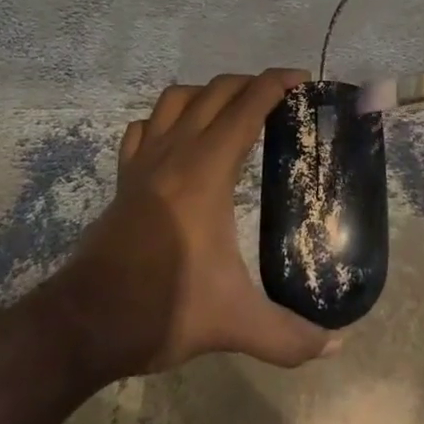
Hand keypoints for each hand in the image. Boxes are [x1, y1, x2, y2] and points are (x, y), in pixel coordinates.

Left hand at [45, 69, 339, 383]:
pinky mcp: (124, 178)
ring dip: (207, 92)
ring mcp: (144, 161)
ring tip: (231, 110)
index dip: (276, 84)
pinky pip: (145, 128)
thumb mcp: (234, 323)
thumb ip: (289, 336)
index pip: (247, 106)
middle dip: (250, 83)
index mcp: (207, 169)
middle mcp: (176, 152)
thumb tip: (337, 345)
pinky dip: (165, 119)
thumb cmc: (164, 308)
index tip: (302, 79)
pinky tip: (177, 139)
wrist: (86, 322)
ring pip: (176, 98)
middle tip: (280, 97)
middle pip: (215, 91)